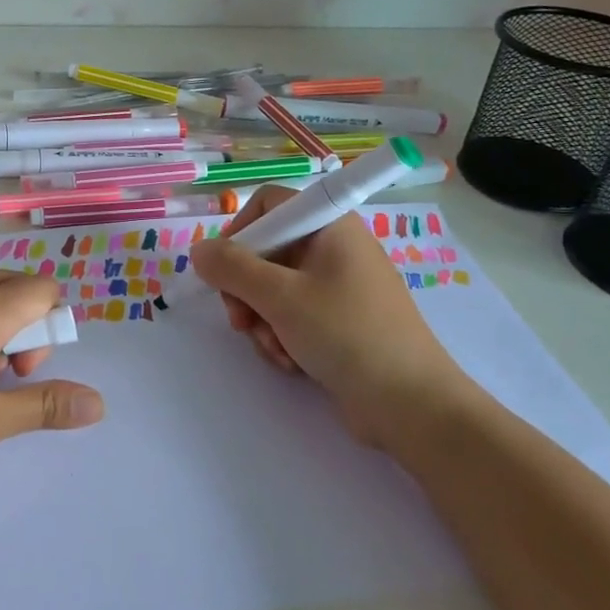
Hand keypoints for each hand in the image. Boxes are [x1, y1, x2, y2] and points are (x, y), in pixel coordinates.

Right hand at [188, 186, 473, 448]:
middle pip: (266, 251)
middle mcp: (334, 249)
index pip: (270, 204)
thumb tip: (199, 251)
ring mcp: (337, 287)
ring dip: (262, 320)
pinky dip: (282, 336)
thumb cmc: (346, 334)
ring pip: (273, 290)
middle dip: (246, 290)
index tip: (225, 269)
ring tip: (275, 348)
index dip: (241, 231)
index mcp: (330, 226)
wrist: (410, 404)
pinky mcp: (338, 322)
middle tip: (241, 321)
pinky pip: (291, 316)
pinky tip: (291, 362)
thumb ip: (232, 268)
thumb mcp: (280, 297)